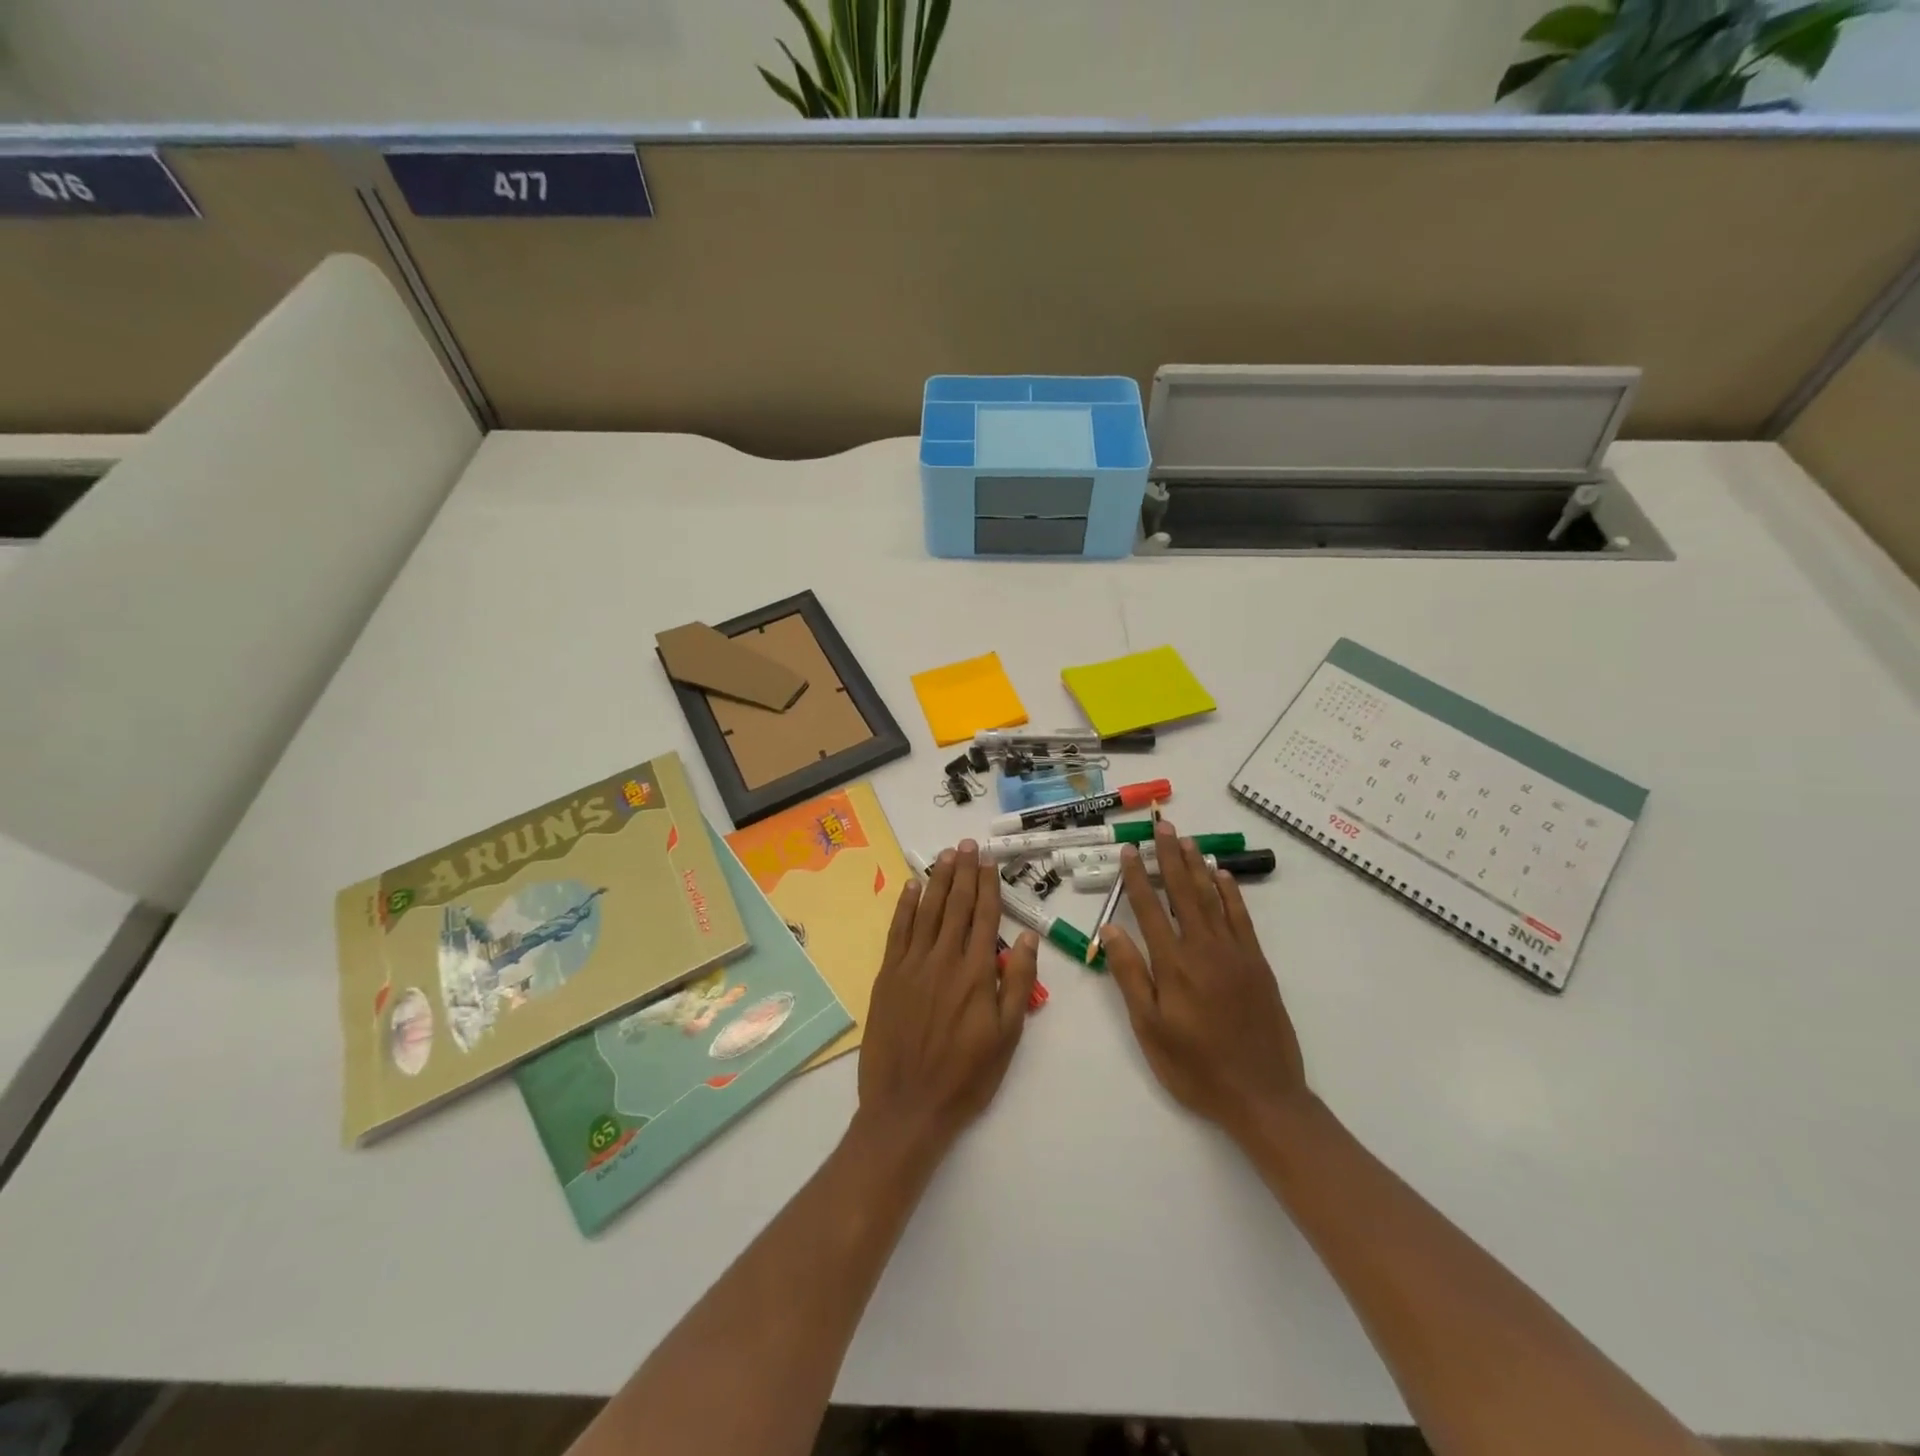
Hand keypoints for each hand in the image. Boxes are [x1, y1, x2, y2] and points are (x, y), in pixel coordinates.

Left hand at [855, 841, 1040, 1156]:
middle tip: (967, 844)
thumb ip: (1017, 983)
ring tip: (945, 855)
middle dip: (963, 872)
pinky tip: (910, 886)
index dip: (988, 885)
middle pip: (955, 905)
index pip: (984, 916)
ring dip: (937, 880)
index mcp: (976, 972)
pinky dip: (904, 905)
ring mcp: (912, 964)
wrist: (907, 1106)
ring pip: (927, 910)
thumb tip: (1025, 936)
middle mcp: (943, 958)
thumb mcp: (1007, 1037)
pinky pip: (898, 930)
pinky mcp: (888, 975)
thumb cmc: (966, 1077)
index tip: (989, 860)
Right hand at [1100, 820, 1307, 1140]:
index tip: (1129, 850)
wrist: (1262, 1095)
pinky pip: (1242, 918)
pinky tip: (1223, 876)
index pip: (1149, 909)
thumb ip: (1130, 976)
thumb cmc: (1195, 1066)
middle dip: (1170, 857)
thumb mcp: (1149, 1028)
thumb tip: (1111, 930)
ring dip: (1199, 866)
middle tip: (1163, 827)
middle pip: (1183, 892)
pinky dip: (1231, 894)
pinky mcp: (1257, 963)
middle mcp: (1204, 948)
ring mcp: (1235, 953)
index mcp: (1173, 964)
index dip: (1137, 877)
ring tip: (1188, 840)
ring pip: (1213, 898)